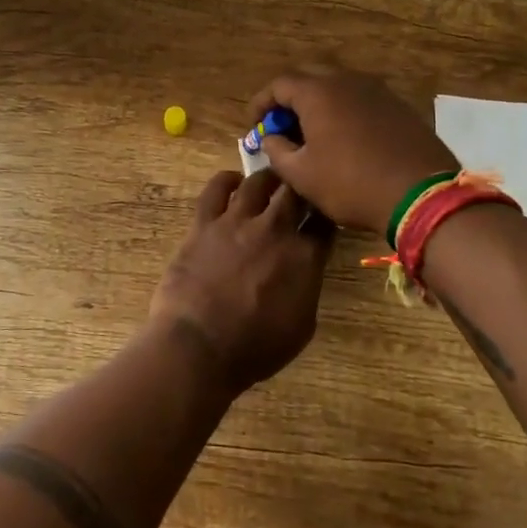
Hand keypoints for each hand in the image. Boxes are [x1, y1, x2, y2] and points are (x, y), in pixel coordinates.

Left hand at [150, 169, 334, 392]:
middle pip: (296, 192)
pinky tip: (232, 180)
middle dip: (302, 187)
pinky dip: (226, 180)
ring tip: (272, 179)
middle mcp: (275, 230)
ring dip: (269, 178)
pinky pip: (216, 189)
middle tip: (300, 188)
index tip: (325, 212)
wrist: (200, 347)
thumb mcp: (302, 326)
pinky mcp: (204, 222)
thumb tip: (306, 268)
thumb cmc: (255, 349)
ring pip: (258, 182)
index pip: (325, 222)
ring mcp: (237, 221)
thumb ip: (308, 287)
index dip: (327, 214)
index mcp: (305, 257)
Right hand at [247, 67, 459, 234]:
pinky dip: (344, 113)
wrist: (421, 194)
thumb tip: (271, 137)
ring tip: (312, 135)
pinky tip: (344, 139)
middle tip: (282, 129)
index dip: (261, 103)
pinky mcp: (398, 105)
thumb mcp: (301, 175)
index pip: (278, 85)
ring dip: (318, 106)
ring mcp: (377, 90)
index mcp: (318, 92)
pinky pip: (360, 100)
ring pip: (337, 88)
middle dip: (289, 101)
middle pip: (308, 80)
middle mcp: (347, 81)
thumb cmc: (351, 183)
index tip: (254, 125)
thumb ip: (277, 150)